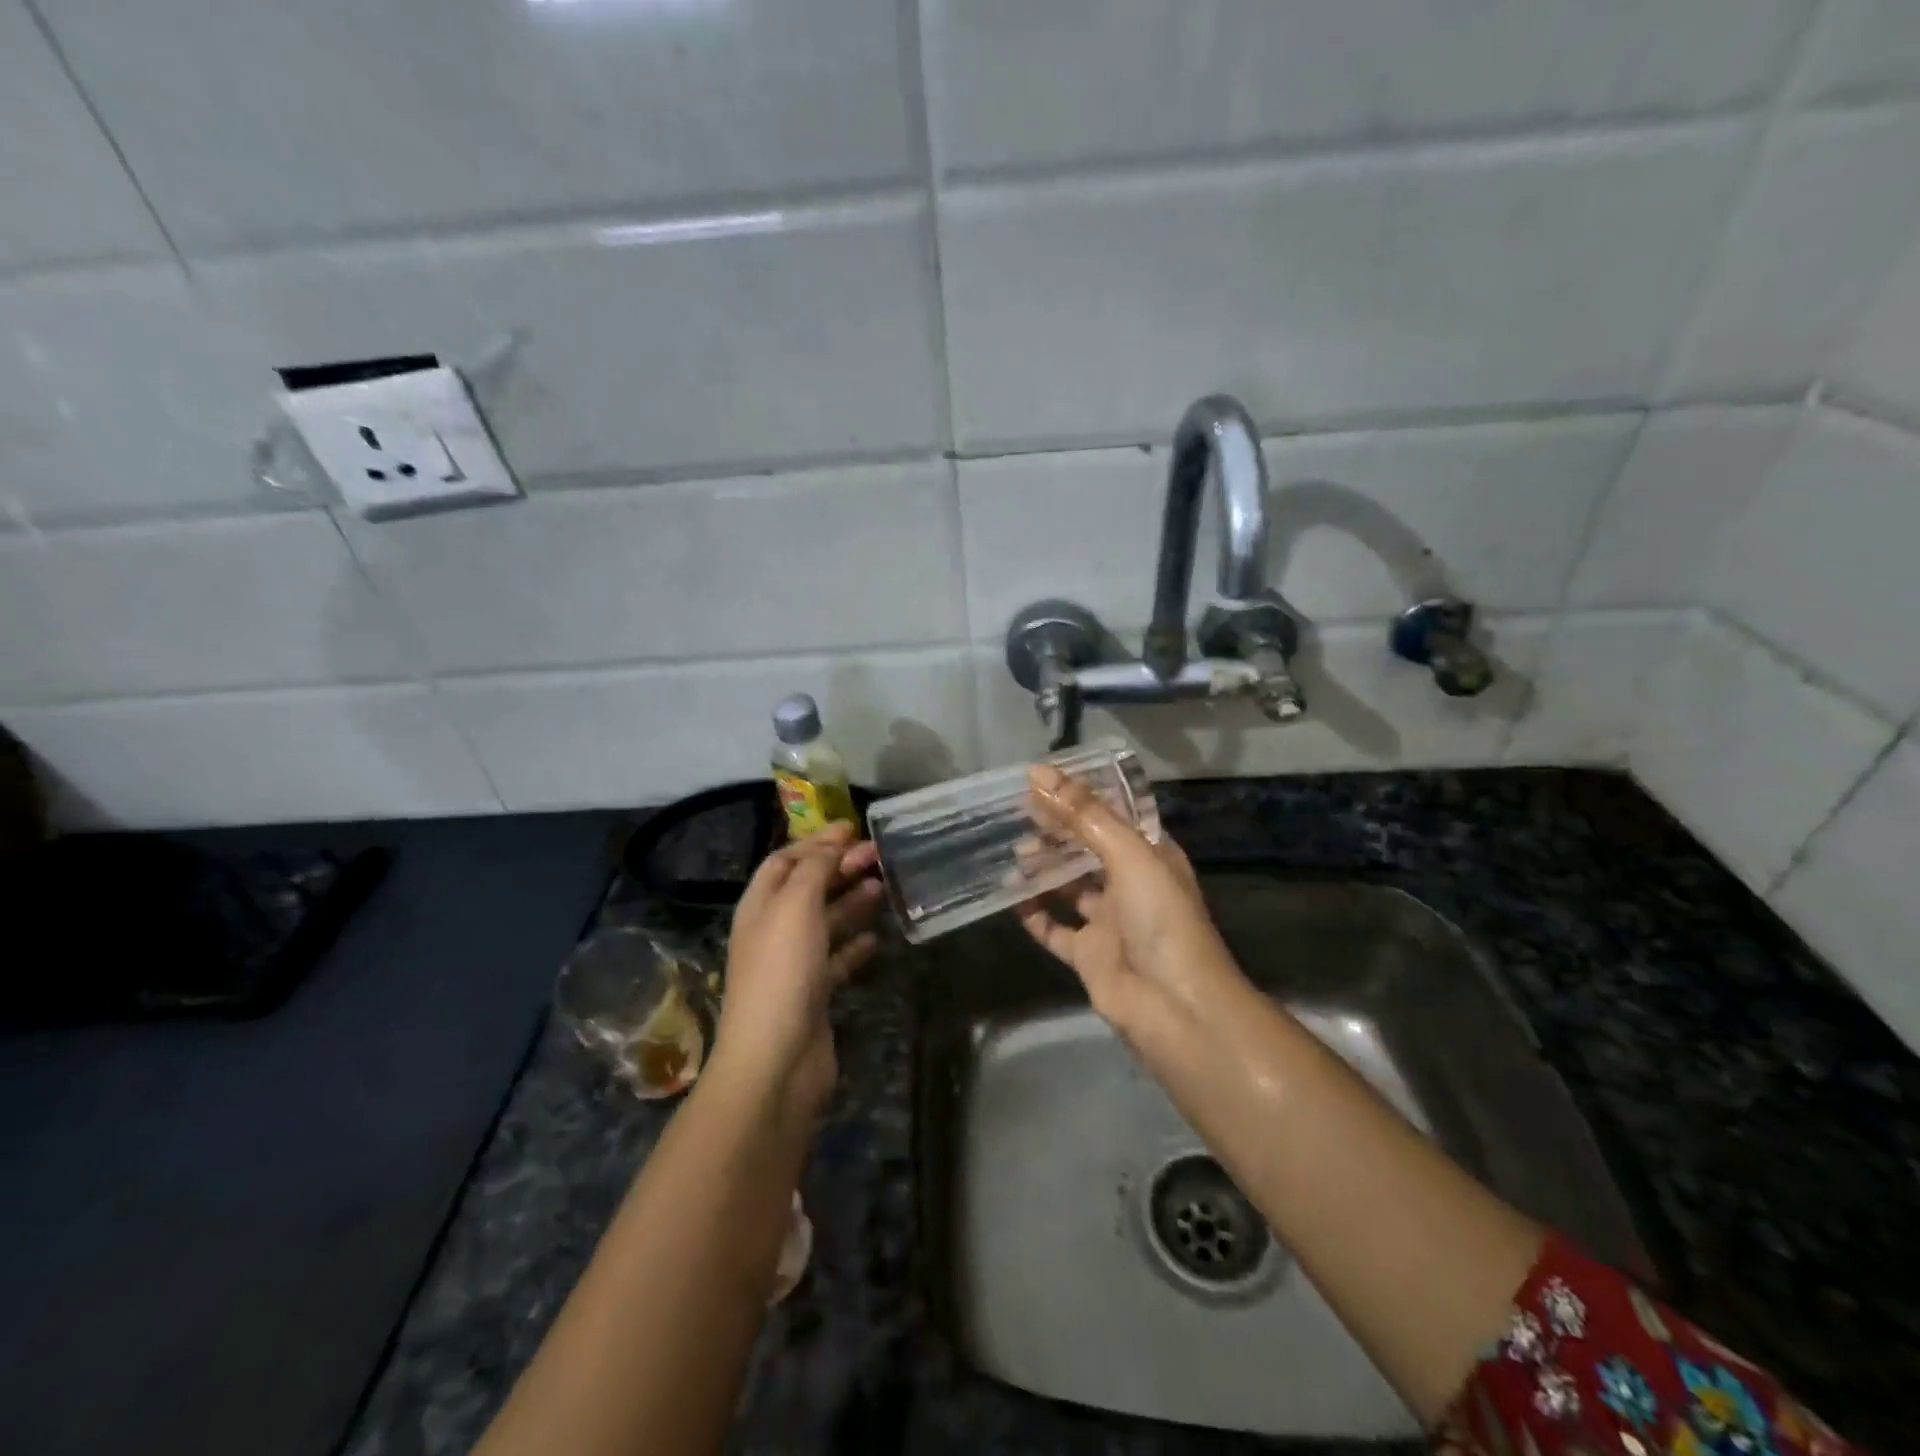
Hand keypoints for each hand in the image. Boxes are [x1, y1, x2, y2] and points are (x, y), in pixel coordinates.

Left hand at [709, 822, 882, 1116]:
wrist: (776, 1060)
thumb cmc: (782, 972)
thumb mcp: (795, 906)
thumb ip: (814, 870)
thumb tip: (832, 845)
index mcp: (760, 906)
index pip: (785, 861)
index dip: (816, 842)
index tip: (853, 829)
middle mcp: (773, 931)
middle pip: (807, 888)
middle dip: (839, 868)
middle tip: (878, 856)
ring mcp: (793, 965)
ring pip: (825, 922)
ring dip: (852, 902)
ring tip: (883, 888)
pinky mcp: (814, 995)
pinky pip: (837, 960)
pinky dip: (855, 945)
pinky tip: (877, 939)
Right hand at [1018, 764, 1242, 1036]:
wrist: (1174, 1006)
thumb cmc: (1160, 918)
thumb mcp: (1127, 853)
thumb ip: (1083, 814)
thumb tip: (1039, 772)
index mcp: (1151, 854)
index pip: (1112, 815)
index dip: (1079, 797)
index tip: (1041, 781)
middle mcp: (1131, 883)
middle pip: (1086, 848)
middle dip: (1055, 831)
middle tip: (1018, 815)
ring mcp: (1109, 921)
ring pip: (1069, 885)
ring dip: (1043, 868)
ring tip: (1013, 853)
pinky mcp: (1089, 954)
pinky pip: (1054, 928)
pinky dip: (1033, 912)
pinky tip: (1010, 895)